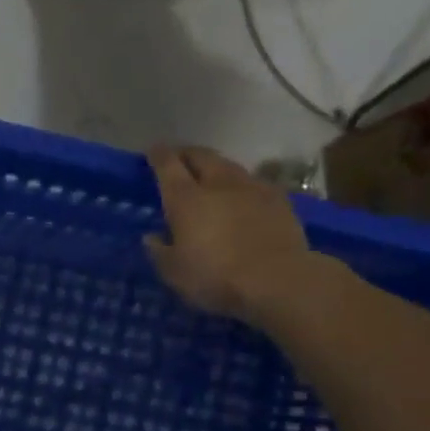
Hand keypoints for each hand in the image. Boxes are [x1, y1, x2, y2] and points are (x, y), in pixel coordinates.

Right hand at [144, 145, 314, 322]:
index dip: (158, 155)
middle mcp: (218, 183)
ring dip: (216, 168)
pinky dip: (242, 186)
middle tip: (179, 159)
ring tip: (210, 177)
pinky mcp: (278, 199)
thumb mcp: (174, 273)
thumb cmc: (215, 277)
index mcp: (186, 198)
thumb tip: (151, 237)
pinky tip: (242, 197)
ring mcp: (251, 187)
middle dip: (187, 154)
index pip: (167, 165)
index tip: (153, 151)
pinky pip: (254, 183)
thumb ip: (159, 252)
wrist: (277, 279)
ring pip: (229, 166)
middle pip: (201, 156)